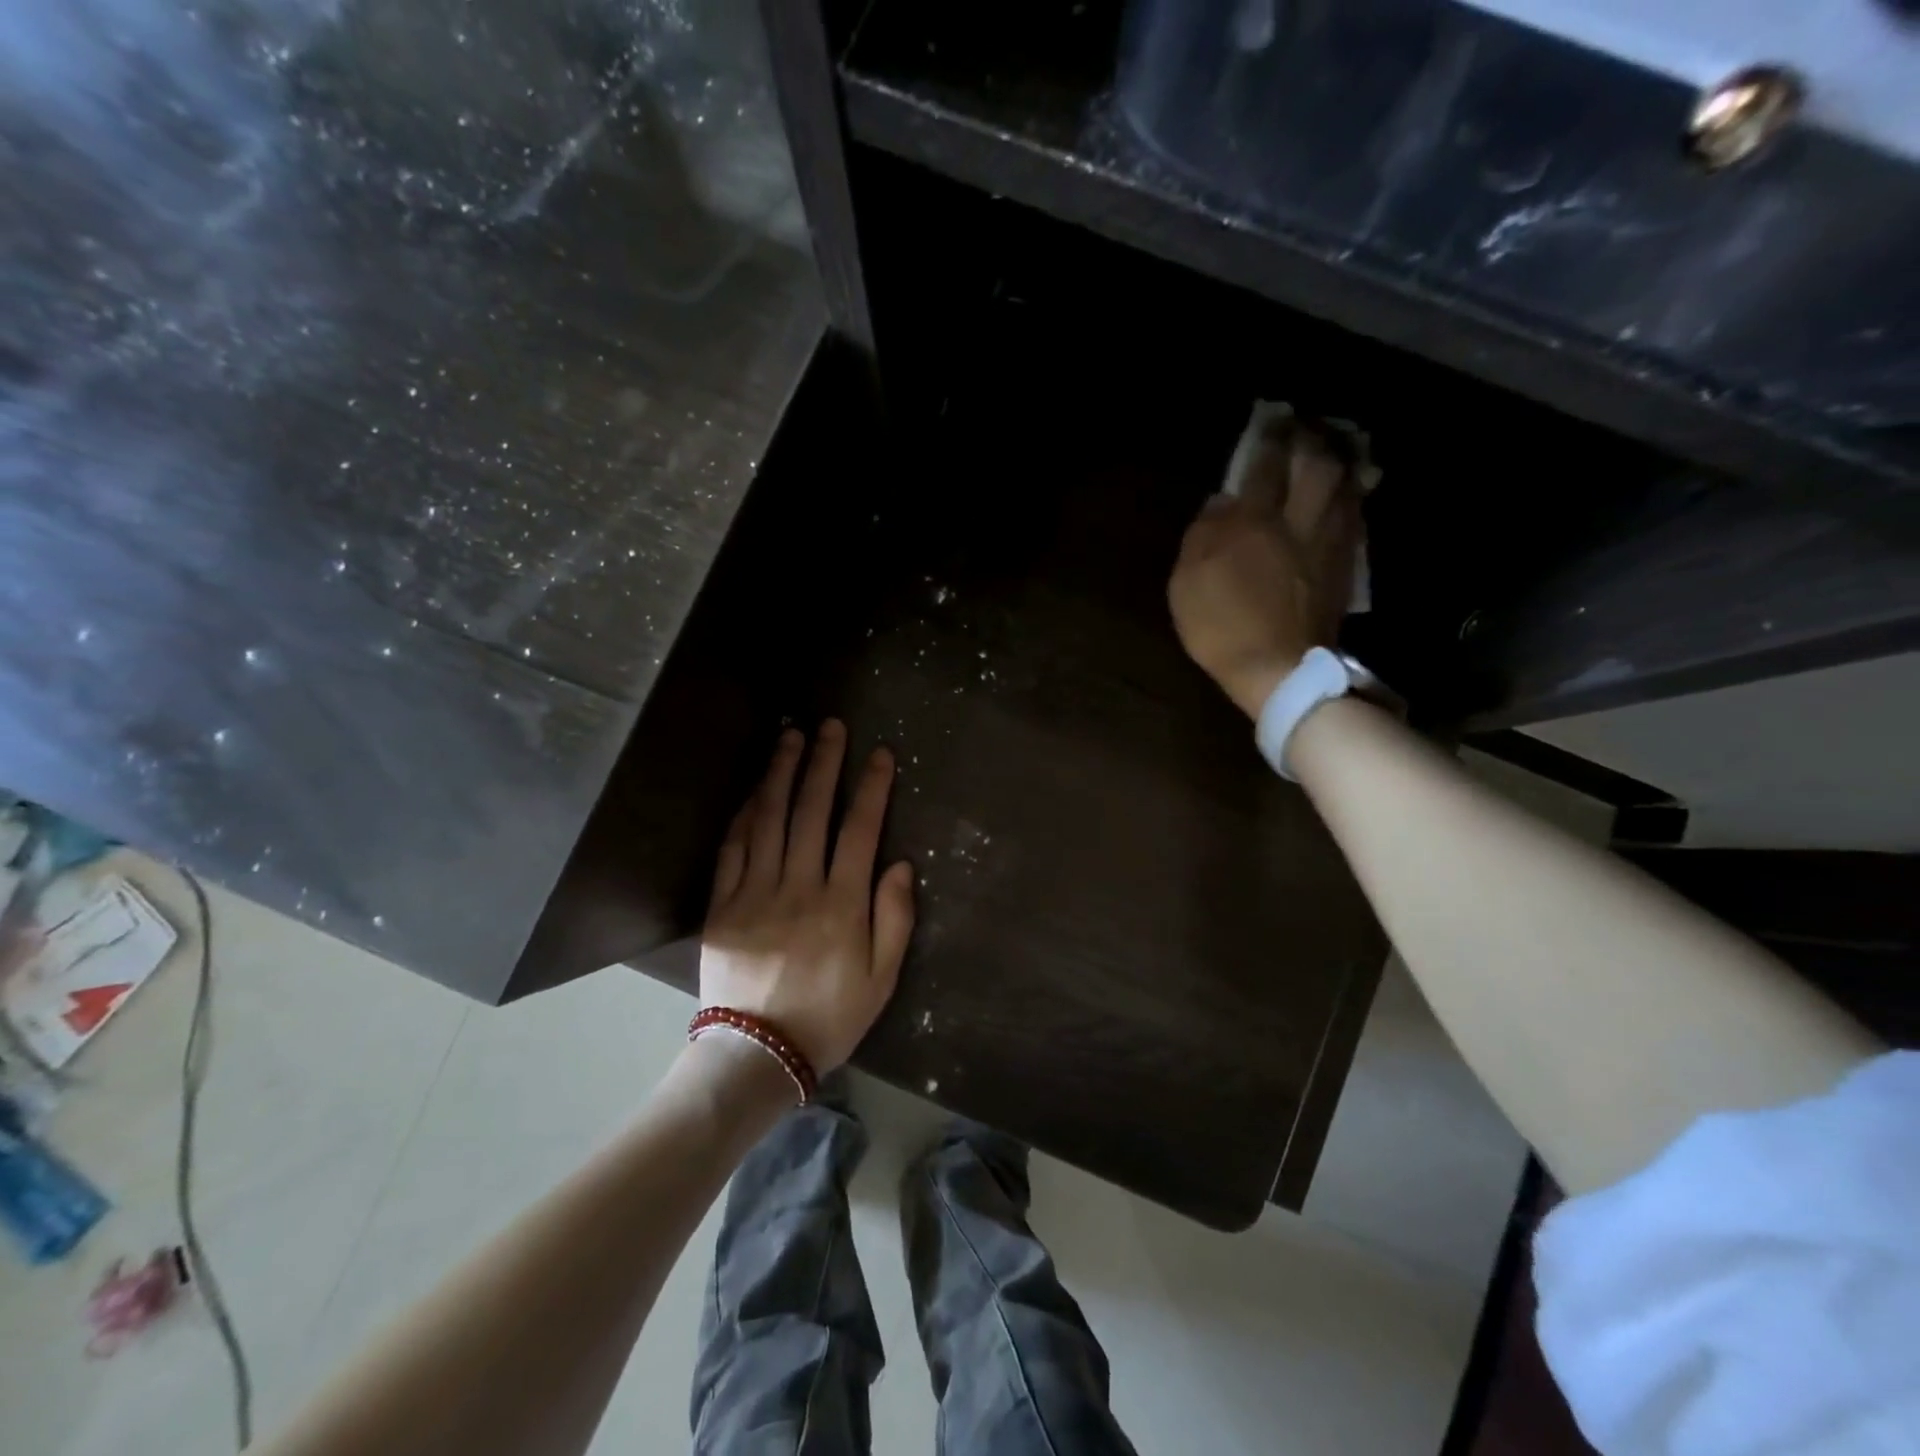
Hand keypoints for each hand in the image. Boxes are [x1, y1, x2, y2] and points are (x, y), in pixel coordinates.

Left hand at [699, 721, 915, 1073]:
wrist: (757, 1054)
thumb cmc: (830, 1017)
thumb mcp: (882, 978)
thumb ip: (895, 918)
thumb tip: (900, 864)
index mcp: (842, 903)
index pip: (860, 829)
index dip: (871, 787)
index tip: (879, 753)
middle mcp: (798, 886)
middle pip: (811, 811)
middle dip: (823, 763)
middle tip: (830, 726)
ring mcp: (755, 892)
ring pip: (768, 819)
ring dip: (780, 774)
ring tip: (790, 737)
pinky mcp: (722, 905)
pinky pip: (732, 849)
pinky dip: (744, 814)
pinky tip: (754, 790)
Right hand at [1168, 420, 1363, 717]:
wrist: (1278, 670)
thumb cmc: (1222, 626)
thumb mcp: (1188, 583)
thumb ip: (1202, 535)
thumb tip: (1221, 501)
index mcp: (1255, 523)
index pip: (1264, 466)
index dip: (1268, 439)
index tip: (1269, 420)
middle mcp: (1298, 523)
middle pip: (1316, 466)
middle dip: (1311, 441)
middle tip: (1305, 427)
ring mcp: (1327, 545)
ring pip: (1343, 487)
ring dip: (1337, 463)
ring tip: (1330, 450)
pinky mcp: (1343, 568)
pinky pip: (1353, 518)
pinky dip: (1350, 498)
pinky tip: (1346, 495)